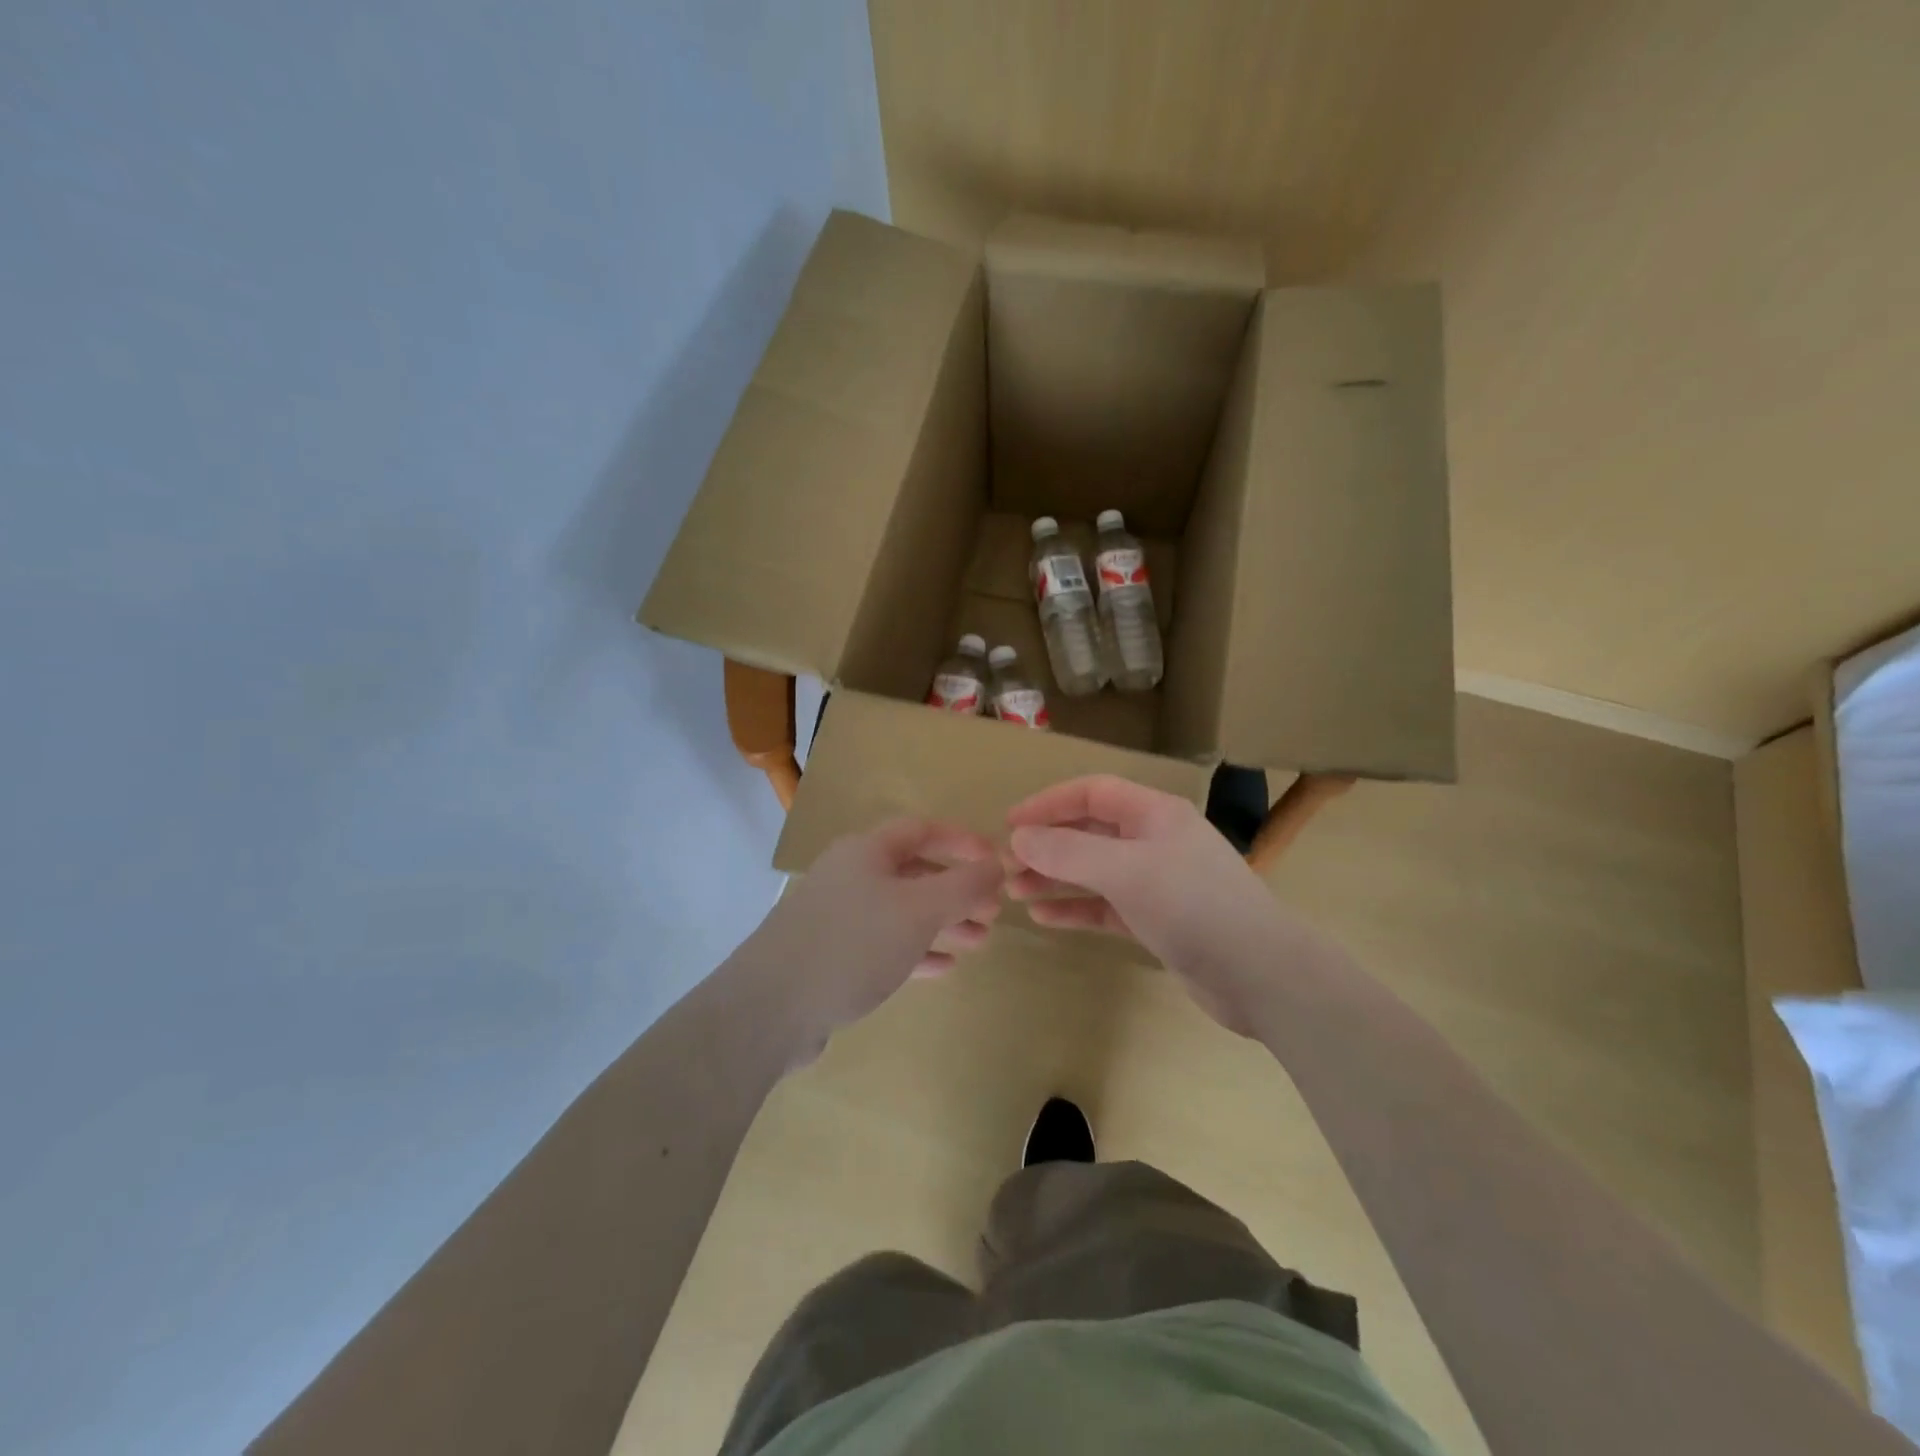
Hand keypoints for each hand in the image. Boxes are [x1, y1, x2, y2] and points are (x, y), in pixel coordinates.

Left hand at [749, 818, 1004, 1049]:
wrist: (771, 1008)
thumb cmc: (853, 944)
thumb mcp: (919, 910)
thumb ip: (963, 885)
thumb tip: (997, 864)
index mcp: (866, 851)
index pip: (922, 829)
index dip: (962, 841)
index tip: (996, 861)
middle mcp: (850, 875)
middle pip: (913, 873)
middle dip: (957, 890)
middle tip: (993, 912)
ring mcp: (837, 917)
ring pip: (901, 912)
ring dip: (942, 923)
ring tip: (980, 942)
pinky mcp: (830, 956)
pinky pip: (883, 944)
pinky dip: (916, 950)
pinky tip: (944, 967)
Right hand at [1005, 775, 1286, 1033]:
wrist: (1261, 974)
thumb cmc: (1193, 906)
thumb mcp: (1126, 872)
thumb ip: (1068, 852)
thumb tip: (1019, 838)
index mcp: (1155, 814)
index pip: (1092, 792)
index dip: (1048, 803)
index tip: (1010, 824)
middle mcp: (1156, 840)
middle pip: (1090, 830)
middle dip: (1047, 845)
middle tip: (1005, 864)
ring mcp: (1158, 881)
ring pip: (1095, 870)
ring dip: (1055, 877)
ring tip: (1014, 891)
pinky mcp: (1158, 919)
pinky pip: (1107, 905)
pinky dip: (1077, 908)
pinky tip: (1043, 918)